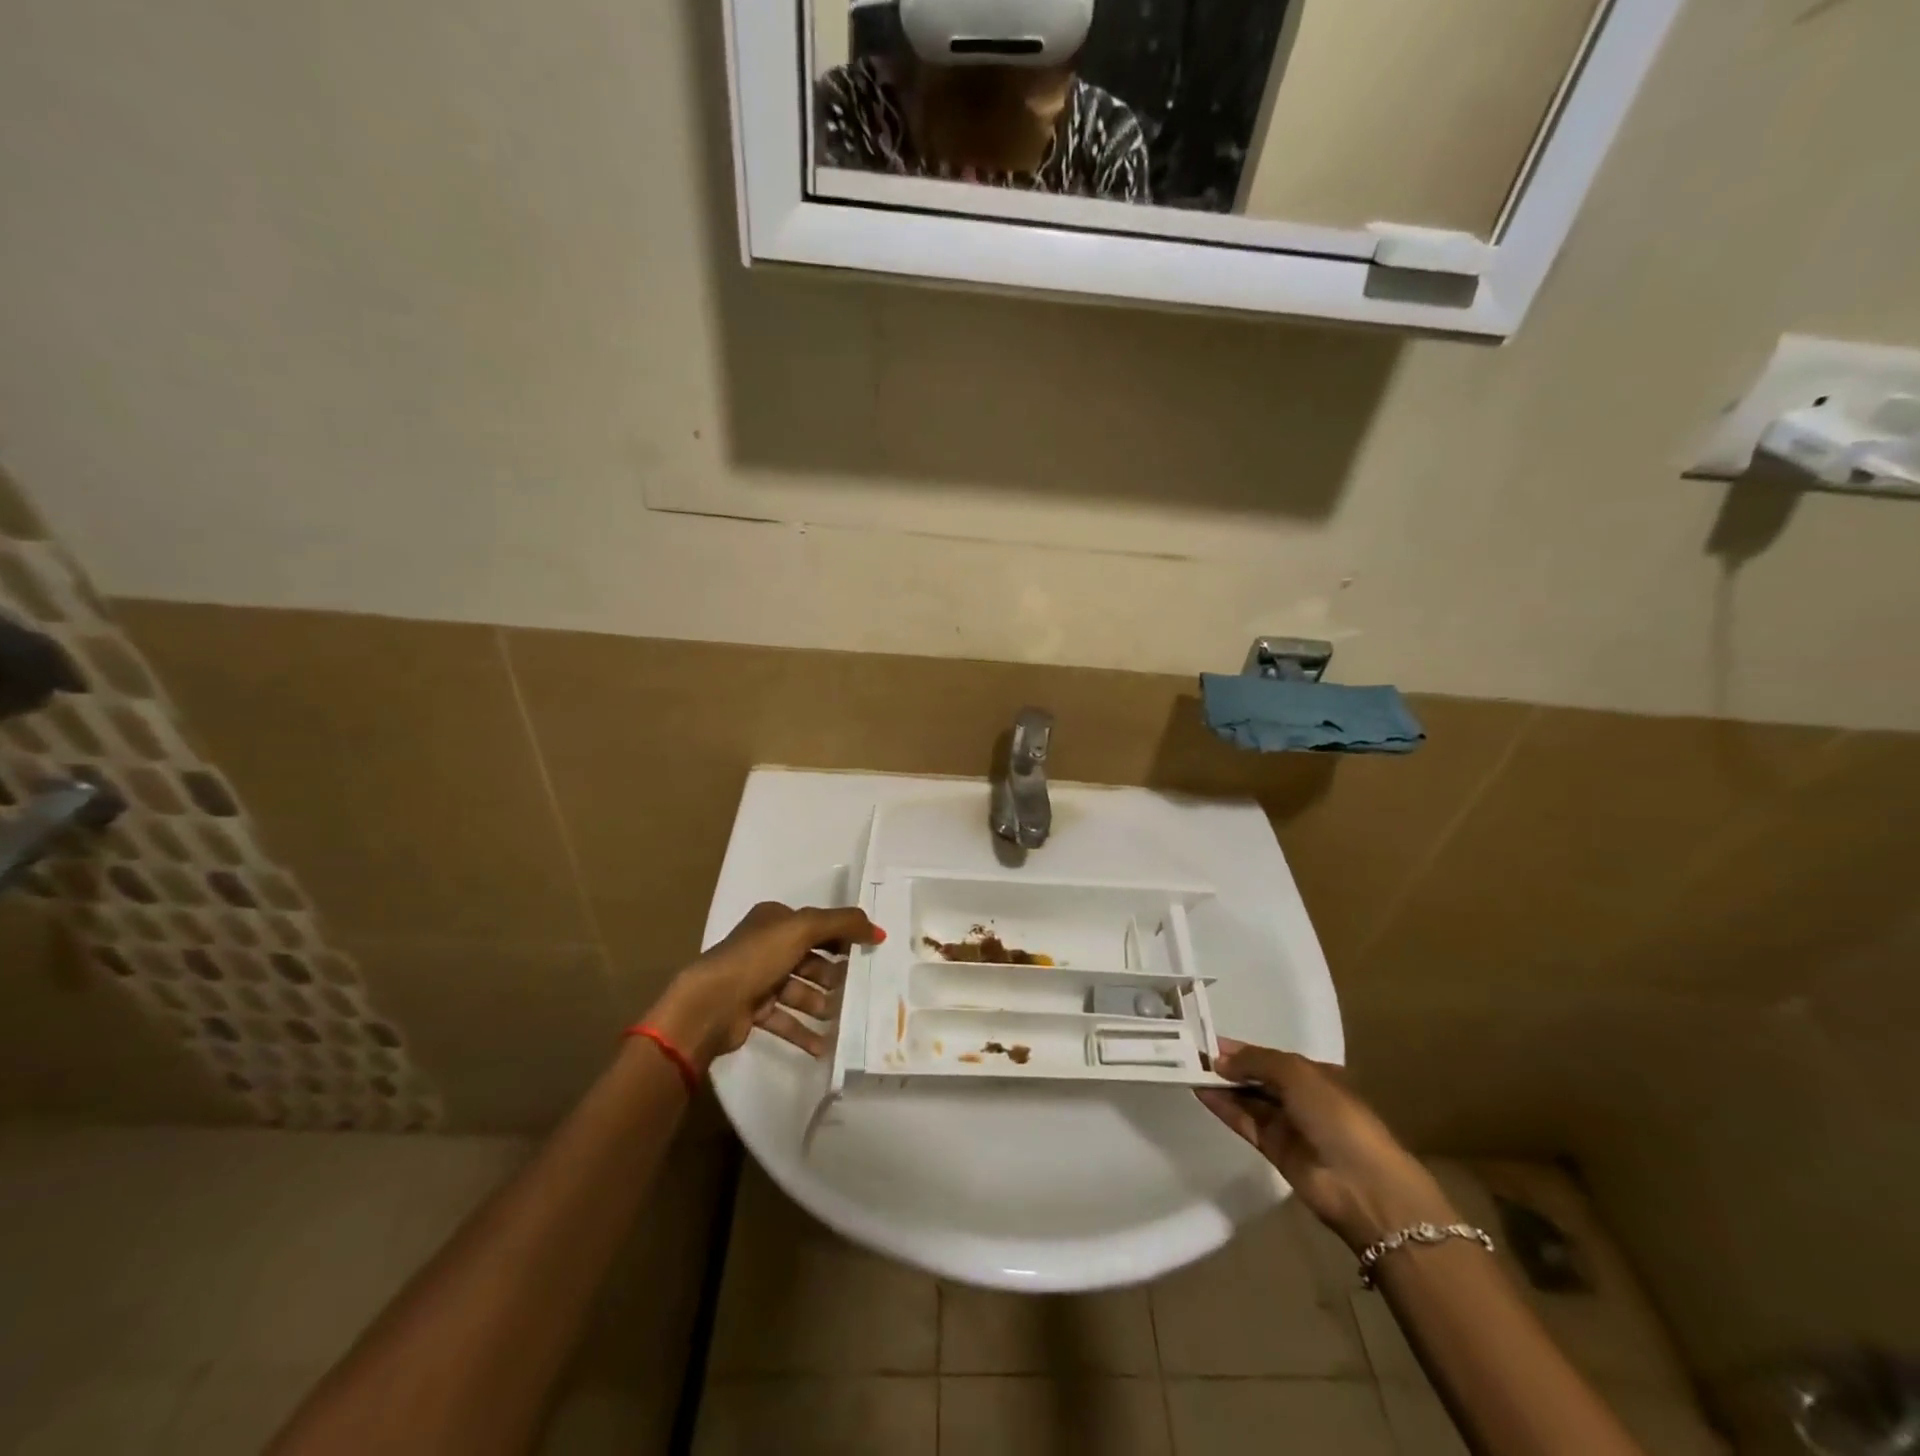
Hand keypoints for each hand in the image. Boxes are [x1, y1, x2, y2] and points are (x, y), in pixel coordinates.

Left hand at [645, 902, 883, 1067]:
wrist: (709, 1006)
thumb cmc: (756, 958)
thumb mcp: (803, 928)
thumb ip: (843, 924)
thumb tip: (879, 931)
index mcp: (774, 920)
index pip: (817, 925)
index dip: (844, 937)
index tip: (870, 952)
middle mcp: (766, 946)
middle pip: (811, 959)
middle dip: (835, 975)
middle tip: (860, 989)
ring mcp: (758, 980)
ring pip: (801, 990)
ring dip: (823, 1004)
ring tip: (844, 1018)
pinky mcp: (753, 1011)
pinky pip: (787, 1020)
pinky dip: (805, 1031)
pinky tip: (825, 1046)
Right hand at [1197, 1039, 1456, 1250]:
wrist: (1361, 1184)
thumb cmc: (1336, 1116)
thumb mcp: (1297, 1074)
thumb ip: (1256, 1062)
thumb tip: (1220, 1060)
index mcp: (1314, 1074)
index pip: (1269, 1057)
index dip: (1241, 1048)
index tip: (1207, 1040)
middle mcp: (1300, 1097)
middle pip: (1257, 1077)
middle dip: (1228, 1065)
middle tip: (1190, 1054)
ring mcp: (1287, 1125)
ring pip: (1248, 1099)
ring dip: (1222, 1085)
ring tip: (1187, 1070)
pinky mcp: (1274, 1150)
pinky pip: (1244, 1122)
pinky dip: (1224, 1107)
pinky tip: (1200, 1092)